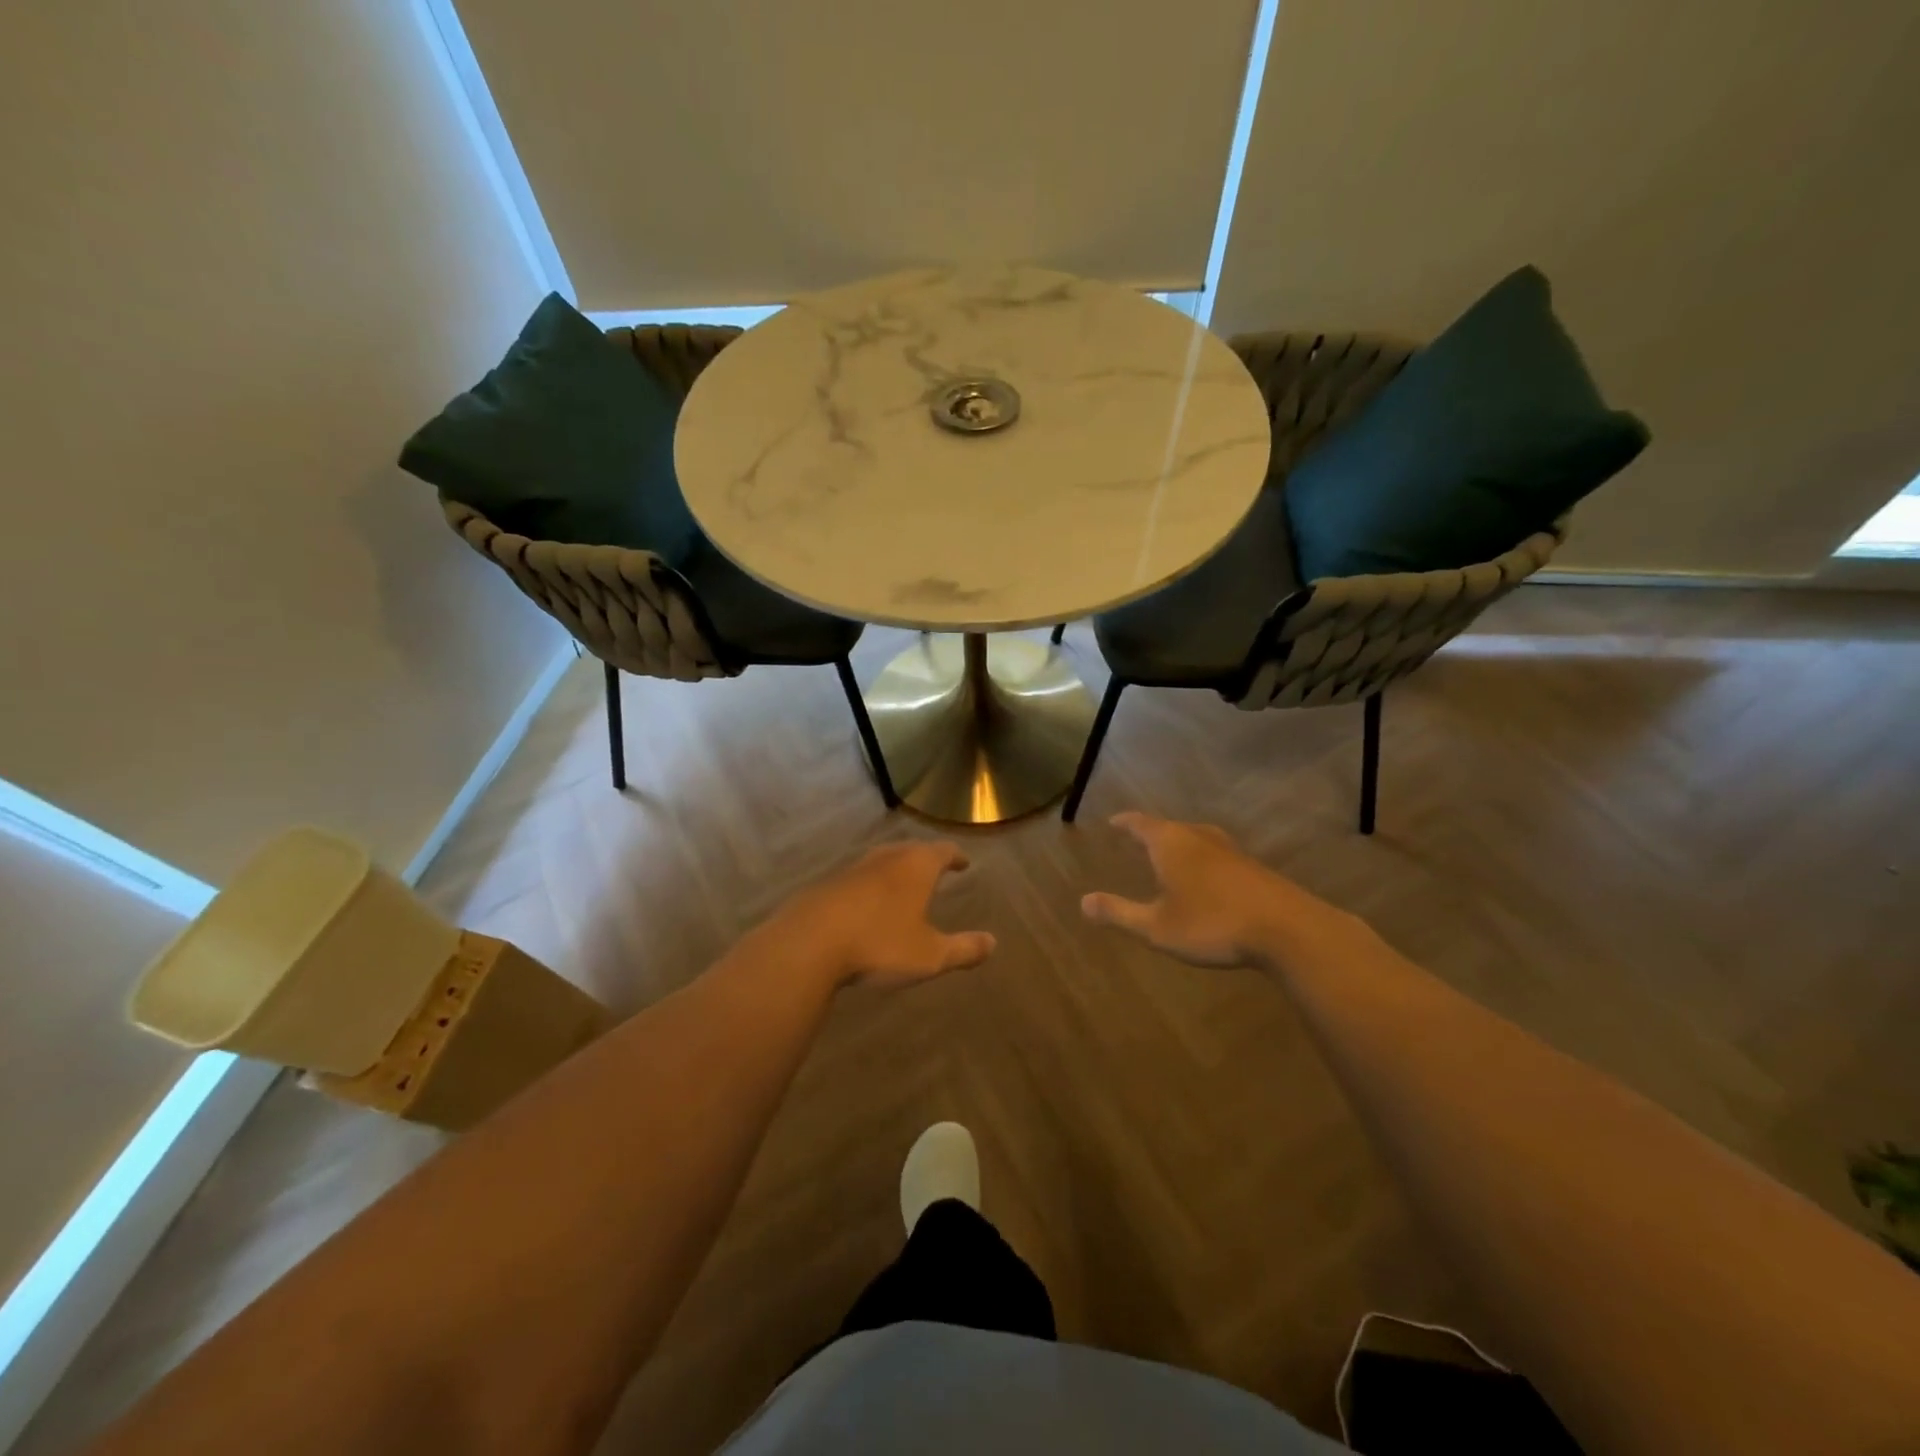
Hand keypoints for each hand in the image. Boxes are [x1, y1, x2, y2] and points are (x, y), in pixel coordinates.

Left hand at [775, 841, 995, 988]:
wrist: (809, 943)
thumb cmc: (879, 944)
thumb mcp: (930, 955)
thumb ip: (963, 949)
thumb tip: (992, 943)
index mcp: (916, 867)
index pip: (943, 851)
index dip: (955, 856)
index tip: (963, 862)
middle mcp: (886, 858)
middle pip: (910, 849)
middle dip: (925, 858)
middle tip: (935, 868)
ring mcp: (853, 869)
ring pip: (881, 861)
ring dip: (894, 870)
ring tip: (902, 884)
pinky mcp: (827, 885)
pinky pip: (857, 879)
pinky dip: (869, 886)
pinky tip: (865, 905)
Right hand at [1081, 812, 1354, 970]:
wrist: (1287, 929)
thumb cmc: (1212, 924)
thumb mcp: (1157, 927)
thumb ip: (1120, 913)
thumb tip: (1083, 902)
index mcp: (1170, 843)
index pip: (1140, 823)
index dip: (1124, 823)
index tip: (1112, 822)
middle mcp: (1199, 837)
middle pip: (1169, 827)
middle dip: (1151, 833)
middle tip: (1137, 840)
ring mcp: (1230, 850)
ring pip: (1196, 839)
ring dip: (1180, 846)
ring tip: (1170, 857)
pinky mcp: (1253, 867)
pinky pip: (1216, 855)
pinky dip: (1202, 860)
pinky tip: (1207, 879)